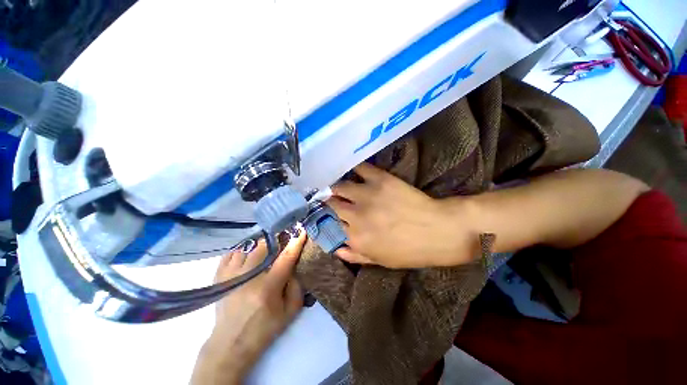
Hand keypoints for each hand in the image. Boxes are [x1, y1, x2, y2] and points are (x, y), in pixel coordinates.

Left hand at [191, 231, 305, 384]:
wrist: (230, 344)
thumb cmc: (263, 329)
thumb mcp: (289, 312)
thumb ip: (297, 287)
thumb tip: (294, 267)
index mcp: (268, 288)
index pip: (285, 258)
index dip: (295, 243)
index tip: (301, 231)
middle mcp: (248, 277)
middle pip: (264, 246)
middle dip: (276, 240)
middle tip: (282, 240)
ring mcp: (231, 276)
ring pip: (247, 247)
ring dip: (259, 244)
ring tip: (266, 247)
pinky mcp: (220, 278)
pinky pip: (230, 253)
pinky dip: (241, 249)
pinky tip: (248, 253)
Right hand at [328, 163, 479, 268]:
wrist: (439, 230)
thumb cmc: (410, 250)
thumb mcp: (380, 261)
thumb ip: (354, 256)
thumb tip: (335, 248)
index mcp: (355, 237)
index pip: (328, 226)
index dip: (324, 220)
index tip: (324, 216)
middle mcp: (356, 215)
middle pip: (330, 204)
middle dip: (327, 203)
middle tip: (330, 200)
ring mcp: (367, 195)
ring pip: (340, 186)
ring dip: (337, 187)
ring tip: (340, 187)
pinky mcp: (380, 180)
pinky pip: (360, 168)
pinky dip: (354, 168)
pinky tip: (353, 170)